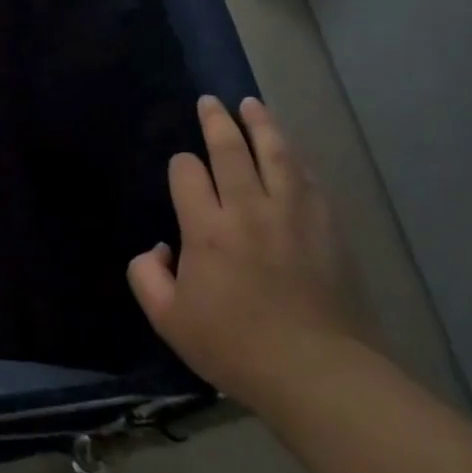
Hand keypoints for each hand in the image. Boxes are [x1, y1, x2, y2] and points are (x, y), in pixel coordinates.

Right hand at [126, 97, 368, 411]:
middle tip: (210, 102)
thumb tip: (157, 249)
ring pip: (275, 153)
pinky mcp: (324, 227)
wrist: (314, 370)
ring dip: (261, 124)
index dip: (181, 165)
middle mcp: (247, 209)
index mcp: (206, 228)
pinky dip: (294, 159)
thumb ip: (146, 277)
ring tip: (251, 104)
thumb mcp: (168, 319)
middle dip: (216, 121)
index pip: (187, 173)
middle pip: (230, 149)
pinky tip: (290, 152)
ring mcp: (291, 214)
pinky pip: (307, 179)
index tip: (182, 170)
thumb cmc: (234, 345)